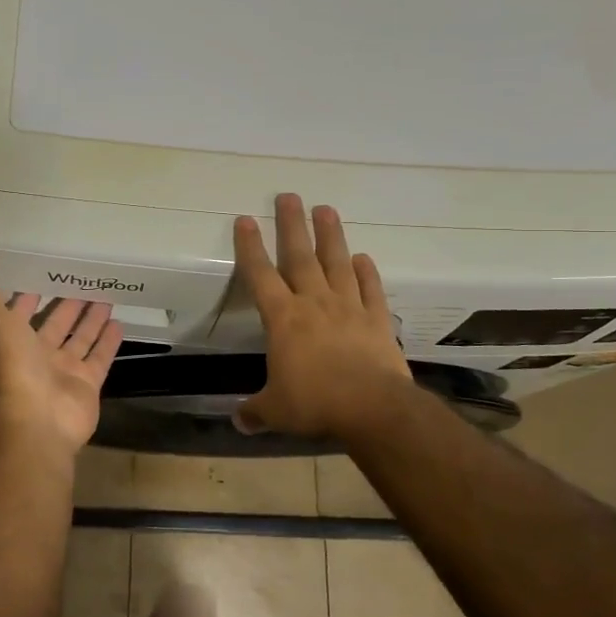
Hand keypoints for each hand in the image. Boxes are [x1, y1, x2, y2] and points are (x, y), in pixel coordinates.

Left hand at [0, 265, 122, 452]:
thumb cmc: (13, 368)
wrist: (36, 420)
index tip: (42, 276)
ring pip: (80, 340)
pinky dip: (109, 343)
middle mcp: (38, 356)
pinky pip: (100, 358)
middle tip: (83, 282)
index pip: (20, 314)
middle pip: (55, 326)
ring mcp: (64, 372)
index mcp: (13, 341)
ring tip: (105, 298)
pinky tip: (119, 322)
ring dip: (90, 321)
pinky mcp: (87, 384)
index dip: (28, 297)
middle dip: (67, 306)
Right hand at [233, 194, 411, 437]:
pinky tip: (365, 258)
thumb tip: (238, 422)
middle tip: (289, 195)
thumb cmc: (315, 403)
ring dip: (331, 236)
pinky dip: (368, 273)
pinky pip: (372, 290)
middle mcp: (314, 303)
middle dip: (292, 225)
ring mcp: (349, 308)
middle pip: (300, 257)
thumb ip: (255, 411)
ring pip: (337, 263)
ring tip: (326, 208)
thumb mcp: (276, 412)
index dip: (250, 247)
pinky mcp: (377, 320)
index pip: (260, 276)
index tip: (246, 220)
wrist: (373, 408)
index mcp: (283, 319)